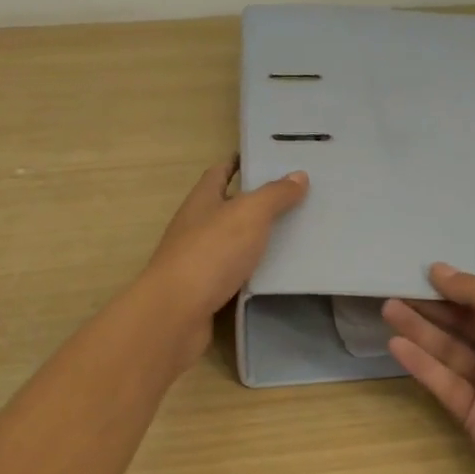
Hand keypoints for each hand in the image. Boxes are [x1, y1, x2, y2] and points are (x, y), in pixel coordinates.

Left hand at [144, 158, 309, 365]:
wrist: (176, 313)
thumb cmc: (211, 252)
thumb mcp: (249, 214)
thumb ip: (274, 195)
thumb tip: (298, 175)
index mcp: (202, 200)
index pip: (219, 172)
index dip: (239, 163)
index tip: (267, 159)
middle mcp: (195, 226)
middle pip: (227, 206)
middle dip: (255, 201)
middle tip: (294, 198)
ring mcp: (197, 260)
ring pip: (232, 241)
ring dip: (256, 237)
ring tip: (294, 233)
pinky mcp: (204, 290)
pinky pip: (234, 272)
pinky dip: (253, 269)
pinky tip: (276, 272)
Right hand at [383, 264, 474, 473]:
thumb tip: (439, 270)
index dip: (456, 287)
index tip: (422, 272)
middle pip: (463, 324)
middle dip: (431, 307)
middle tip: (395, 288)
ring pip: (449, 351)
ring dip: (420, 330)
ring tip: (388, 308)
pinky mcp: (474, 415)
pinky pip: (444, 383)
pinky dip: (422, 364)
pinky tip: (397, 345)